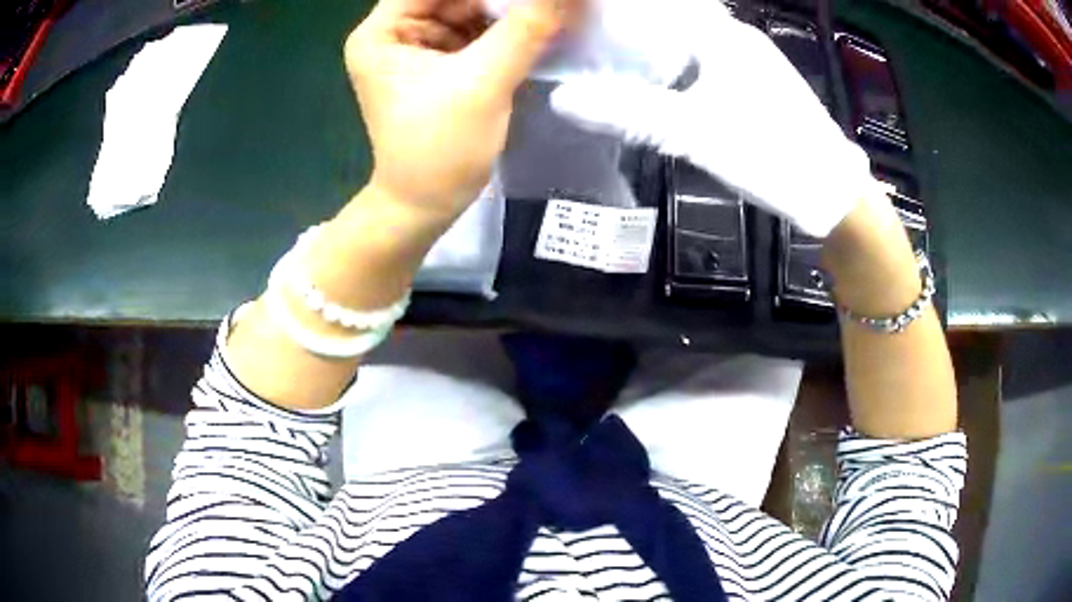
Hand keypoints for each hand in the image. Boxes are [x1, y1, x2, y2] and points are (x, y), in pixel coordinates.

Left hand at [345, 0, 581, 220]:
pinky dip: (508, 26)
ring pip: (470, 8)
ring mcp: (420, 45)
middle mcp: (396, 31)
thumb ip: (527, 27)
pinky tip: (538, 23)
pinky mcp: (443, 61)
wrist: (428, 206)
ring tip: (544, 12)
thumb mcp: (483, 82)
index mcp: (383, 31)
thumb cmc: (440, 150)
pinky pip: (478, 29)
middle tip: (542, 4)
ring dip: (508, 7)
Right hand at [549, 2, 877, 237]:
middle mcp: (738, 38)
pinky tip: (660, 84)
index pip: (661, 5)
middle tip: (587, 44)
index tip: (584, 22)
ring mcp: (752, 61)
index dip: (621, 12)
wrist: (832, 193)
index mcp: (722, 36)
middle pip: (673, 20)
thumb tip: (561, 98)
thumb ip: (629, 113)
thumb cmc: (770, 154)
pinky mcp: (759, 85)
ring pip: (691, 41)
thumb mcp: (694, 134)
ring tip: (610, 59)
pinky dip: (679, 66)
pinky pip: (707, 62)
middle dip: (632, 29)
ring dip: (655, 47)